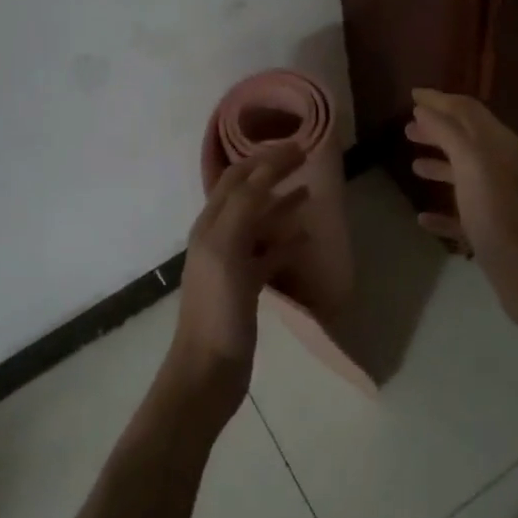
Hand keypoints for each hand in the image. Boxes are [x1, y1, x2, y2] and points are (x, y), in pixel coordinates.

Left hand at [162, 143, 306, 415]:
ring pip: (260, 221)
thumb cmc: (217, 309)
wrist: (207, 372)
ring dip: (282, 202)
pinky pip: (269, 253)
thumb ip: (245, 207)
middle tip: (306, 159)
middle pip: (248, 193)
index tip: (299, 145)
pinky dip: (287, 241)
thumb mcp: (227, 250)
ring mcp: (232, 262)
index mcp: (211, 224)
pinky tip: (306, 238)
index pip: (238, 177)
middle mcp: (219, 236)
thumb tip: (267, 167)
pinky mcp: (245, 287)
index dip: (265, 158)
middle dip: (273, 172)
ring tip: (310, 191)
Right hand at [408, 89, 517, 331]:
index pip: (468, 110)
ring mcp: (500, 199)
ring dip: (440, 165)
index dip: (440, 100)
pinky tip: (423, 217)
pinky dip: (443, 209)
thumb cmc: (497, 212)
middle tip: (407, 129)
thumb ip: (448, 132)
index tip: (412, 94)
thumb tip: (425, 108)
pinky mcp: (493, 230)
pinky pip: (463, 213)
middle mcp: (504, 166)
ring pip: (465, 174)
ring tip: (413, 165)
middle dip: (438, 130)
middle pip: (467, 139)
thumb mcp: (471, 163)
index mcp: (501, 144)